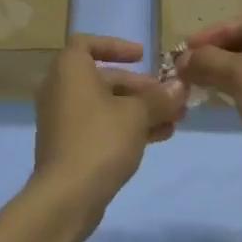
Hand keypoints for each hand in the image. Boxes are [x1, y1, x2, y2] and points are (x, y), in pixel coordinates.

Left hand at [34, 35, 183, 214]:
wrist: (66, 197)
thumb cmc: (100, 139)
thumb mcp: (137, 114)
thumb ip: (160, 97)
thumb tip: (180, 86)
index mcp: (70, 70)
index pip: (88, 44)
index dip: (117, 47)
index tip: (142, 56)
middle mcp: (61, 89)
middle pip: (105, 78)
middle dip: (141, 87)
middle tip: (171, 97)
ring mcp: (63, 119)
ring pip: (107, 106)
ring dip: (140, 110)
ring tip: (175, 120)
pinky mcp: (69, 146)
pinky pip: (101, 126)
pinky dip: (126, 127)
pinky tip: (159, 137)